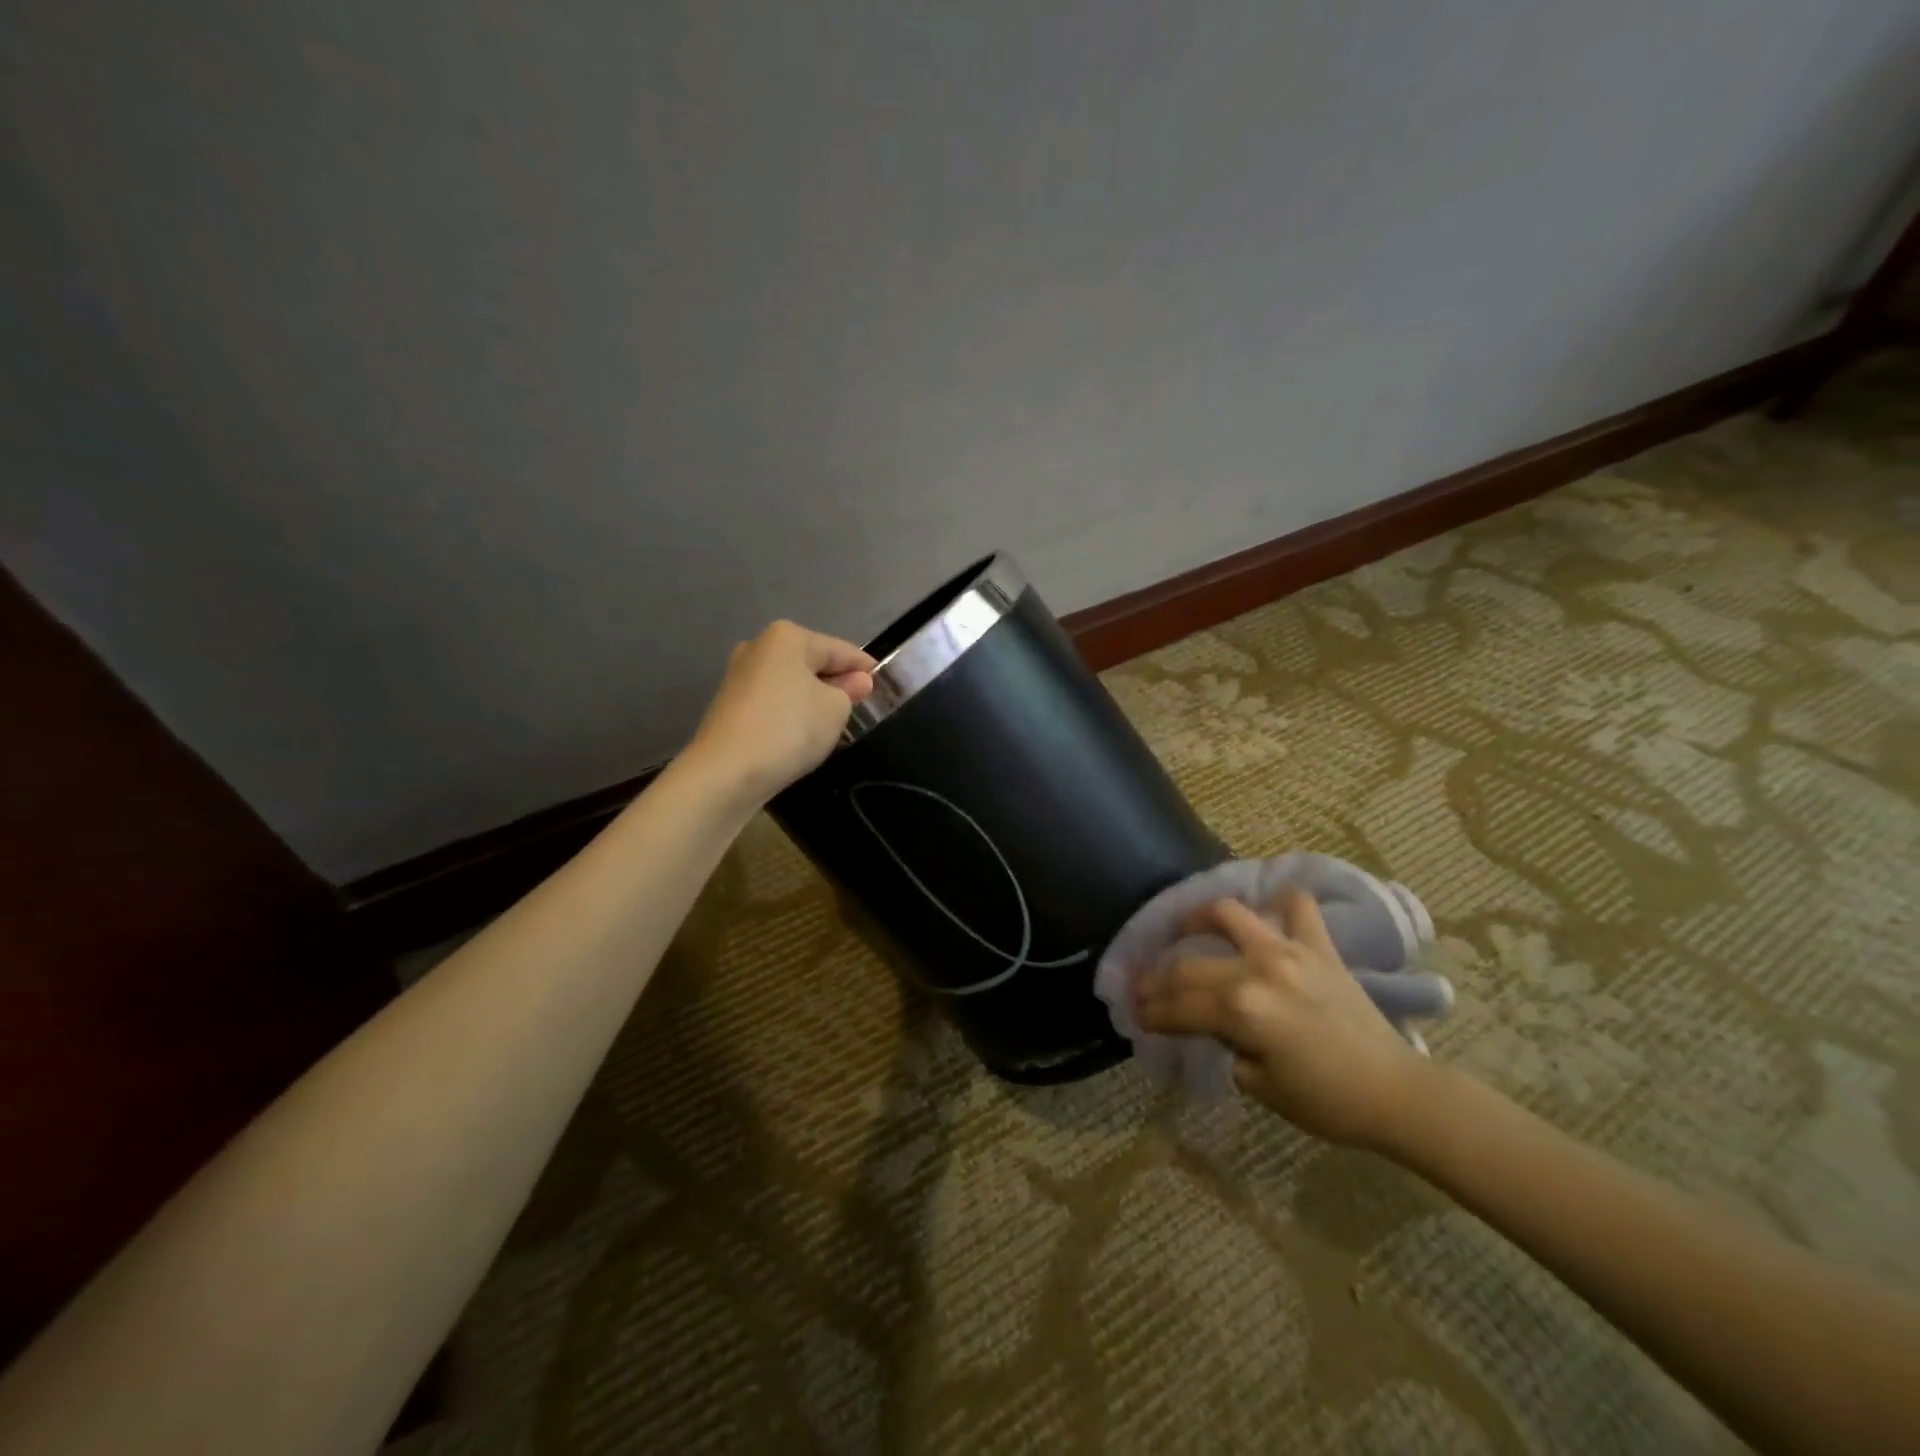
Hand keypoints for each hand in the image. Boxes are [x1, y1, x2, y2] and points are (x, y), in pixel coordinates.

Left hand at [686, 621, 875, 804]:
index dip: (865, 668)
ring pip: (791, 683)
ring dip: (813, 699)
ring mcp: (739, 677)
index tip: (885, 684)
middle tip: (861, 706)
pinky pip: (773, 703)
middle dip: (836, 682)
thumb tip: (857, 681)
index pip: (841, 649)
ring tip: (834, 724)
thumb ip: (850, 691)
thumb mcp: (835, 709)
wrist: (725, 773)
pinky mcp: (729, 706)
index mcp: (788, 638)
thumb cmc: (789, 729)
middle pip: (812, 663)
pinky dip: (791, 714)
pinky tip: (802, 735)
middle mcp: (759, 647)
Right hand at [1132, 889, 1432, 1149]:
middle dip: (1157, 978)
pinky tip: (1263, 913)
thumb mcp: (1259, 1086)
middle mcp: (1259, 968)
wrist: (1396, 1093)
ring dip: (1198, 918)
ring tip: (1184, 928)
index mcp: (1243, 1010)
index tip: (1132, 1013)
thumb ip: (1222, 1046)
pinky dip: (1278, 903)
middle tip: (1141, 987)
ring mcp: (1290, 950)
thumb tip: (1199, 1026)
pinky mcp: (1319, 946)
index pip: (1179, 1006)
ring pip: (1230, 914)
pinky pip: (1296, 906)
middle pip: (1190, 966)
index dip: (1150, 1011)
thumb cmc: (1326, 1101)